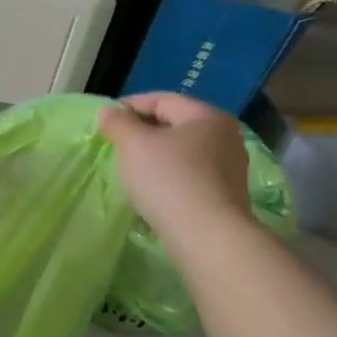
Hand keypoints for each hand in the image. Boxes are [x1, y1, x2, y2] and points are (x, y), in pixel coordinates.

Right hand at [99, 92, 251, 235]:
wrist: (207, 236)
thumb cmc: (168, 179)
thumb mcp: (133, 144)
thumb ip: (118, 122)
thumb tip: (108, 111)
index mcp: (207, 115)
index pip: (162, 99)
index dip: (130, 105)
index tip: (105, 120)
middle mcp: (226, 136)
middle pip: (175, 124)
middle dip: (143, 130)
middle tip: (116, 143)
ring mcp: (231, 167)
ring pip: (183, 151)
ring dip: (156, 154)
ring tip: (131, 167)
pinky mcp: (227, 194)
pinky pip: (191, 174)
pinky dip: (169, 174)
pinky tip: (153, 188)